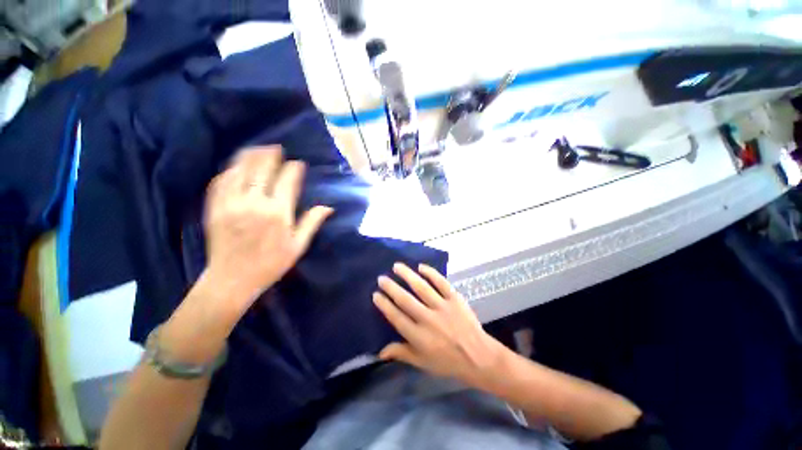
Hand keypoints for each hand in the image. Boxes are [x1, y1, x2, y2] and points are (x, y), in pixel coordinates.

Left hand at [203, 145, 332, 315]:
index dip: (294, 169)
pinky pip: (221, 182)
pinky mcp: (214, 208)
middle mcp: (254, 203)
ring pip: (240, 170)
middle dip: (270, 155)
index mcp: (278, 213)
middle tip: (277, 148)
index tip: (298, 164)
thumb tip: (328, 207)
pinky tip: (236, 166)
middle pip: (262, 169)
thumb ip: (312, 223)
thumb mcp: (298, 246)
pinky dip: (230, 170)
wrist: (232, 279)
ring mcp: (231, 203)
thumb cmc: (271, 263)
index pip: (288, 181)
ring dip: (250, 157)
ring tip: (257, 149)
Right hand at [374, 263, 505, 385]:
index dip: (384, 305)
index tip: (376, 294)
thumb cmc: (447, 362)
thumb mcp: (422, 363)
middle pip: (405, 300)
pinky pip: (441, 282)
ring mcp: (442, 307)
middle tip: (381, 278)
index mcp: (418, 336)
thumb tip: (380, 352)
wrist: (478, 357)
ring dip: (407, 275)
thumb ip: (401, 353)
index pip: (396, 317)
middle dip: (391, 287)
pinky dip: (431, 273)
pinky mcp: (455, 299)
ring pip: (421, 287)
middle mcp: (428, 319)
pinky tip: (421, 267)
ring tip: (396, 266)